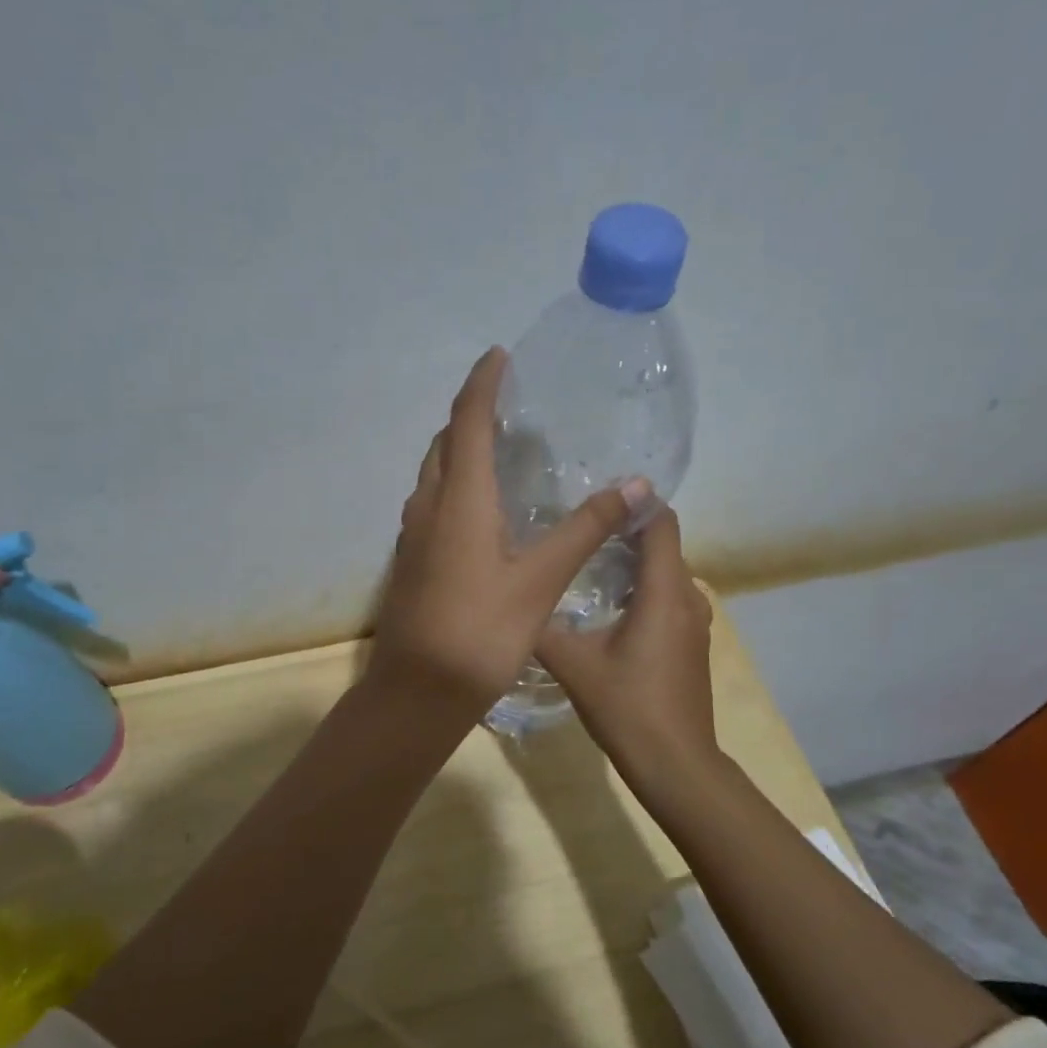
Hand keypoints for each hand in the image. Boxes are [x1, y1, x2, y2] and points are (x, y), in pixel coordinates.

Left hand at [371, 348, 647, 715]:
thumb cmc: (480, 632)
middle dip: (469, 414)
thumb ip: (585, 529)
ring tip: (495, 448)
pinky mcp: (410, 561)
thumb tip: (636, 484)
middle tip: (505, 404)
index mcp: (459, 500)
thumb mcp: (540, 580)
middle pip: (443, 444)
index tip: (498, 356)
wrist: (417, 691)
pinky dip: (453, 486)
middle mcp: (428, 507)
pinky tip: (479, 509)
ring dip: (457, 451)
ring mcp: (413, 536)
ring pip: (433, 475)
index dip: (482, 384)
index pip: (466, 421)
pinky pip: (431, 504)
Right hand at [535, 506, 724, 791]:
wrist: (675, 763)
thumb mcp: (572, 664)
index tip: (593, 493)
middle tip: (575, 526)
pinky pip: (667, 597)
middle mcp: (688, 597)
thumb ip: (542, 626)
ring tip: (583, 561)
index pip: (660, 521)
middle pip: (662, 544)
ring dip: (631, 561)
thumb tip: (511, 600)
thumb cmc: (627, 707)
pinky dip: (640, 589)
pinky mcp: (691, 643)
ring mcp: (695, 622)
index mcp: (664, 591)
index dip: (632, 501)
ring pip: (664, 573)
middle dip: (623, 530)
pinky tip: (604, 606)